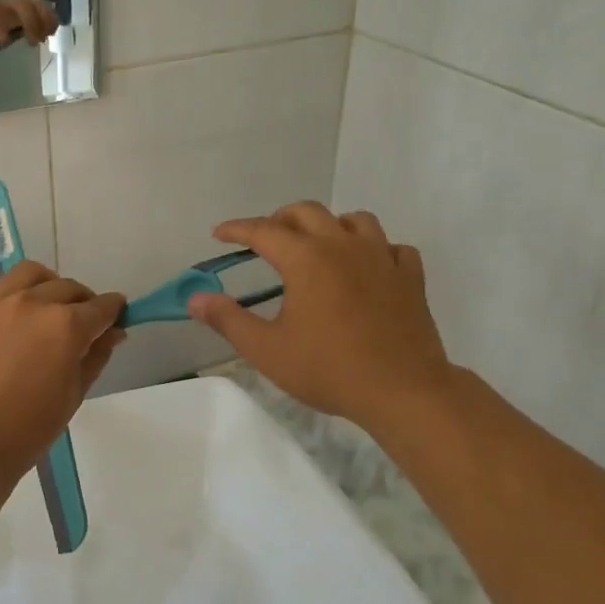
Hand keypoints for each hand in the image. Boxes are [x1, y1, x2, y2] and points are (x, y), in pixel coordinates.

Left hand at [0, 0, 58, 57]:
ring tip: (49, 36)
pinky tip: (52, 32)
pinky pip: (43, 9)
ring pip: (36, 5)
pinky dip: (50, 19)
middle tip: (34, 42)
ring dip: (45, 20)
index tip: (5, 42)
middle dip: (31, 22)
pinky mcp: (27, 7)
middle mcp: (5, 3)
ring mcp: (18, 4)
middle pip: (23, 5)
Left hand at [0, 263, 125, 486]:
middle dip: (84, 303)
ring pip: (33, 274)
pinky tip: (18, 313)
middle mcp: (34, 303)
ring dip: (50, 285)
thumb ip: (96, 356)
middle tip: (84, 325)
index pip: (101, 307)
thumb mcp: (73, 394)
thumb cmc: (28, 429)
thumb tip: (113, 332)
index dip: (114, 311)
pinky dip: (17, 291)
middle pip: (70, 288)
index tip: (117, 318)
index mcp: (66, 326)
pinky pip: (1, 285)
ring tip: (49, 307)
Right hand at [186, 202, 452, 431]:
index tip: (219, 234)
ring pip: (355, 220)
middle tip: (265, 240)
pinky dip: (374, 249)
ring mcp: (382, 258)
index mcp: (306, 259)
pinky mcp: (410, 277)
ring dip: (330, 226)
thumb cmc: (329, 369)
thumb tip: (195, 298)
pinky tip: (367, 268)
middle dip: (280, 219)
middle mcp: (343, 246)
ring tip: (318, 246)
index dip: (237, 229)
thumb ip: (228, 320)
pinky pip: (392, 247)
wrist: (403, 391)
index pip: (263, 230)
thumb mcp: (267, 350)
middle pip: (307, 212)